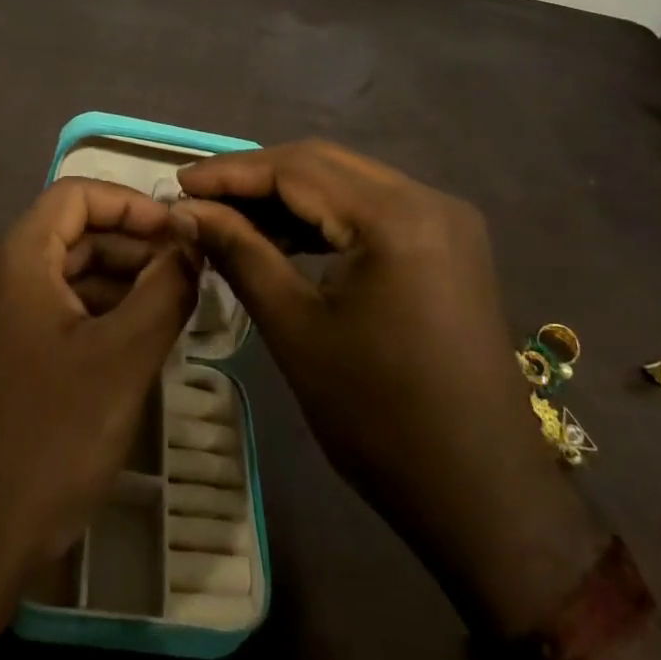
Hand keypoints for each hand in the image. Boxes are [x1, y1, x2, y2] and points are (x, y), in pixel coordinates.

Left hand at [0, 178, 197, 585]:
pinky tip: (121, 345)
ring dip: (110, 284)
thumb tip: (190, 246)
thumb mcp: (122, 360)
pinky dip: (81, 314)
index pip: (77, 195)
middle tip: (185, 277)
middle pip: (66, 235)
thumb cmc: (46, 440)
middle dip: (129, 248)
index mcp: (11, 258)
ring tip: (165, 312)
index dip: (133, 205)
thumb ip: (165, 292)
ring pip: (53, 276)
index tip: (180, 233)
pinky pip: (35, 310)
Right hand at [172, 141, 602, 634]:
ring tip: (229, 217)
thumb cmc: (379, 417)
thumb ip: (239, 252)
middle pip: (322, 164)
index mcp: (395, 217)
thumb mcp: (295, 328)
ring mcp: (444, 220)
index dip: (230, 172)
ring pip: (346, 182)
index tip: (178, 184)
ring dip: (287, 195)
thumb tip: (186, 210)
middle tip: (198, 197)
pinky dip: (323, 216)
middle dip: (255, 177)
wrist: (482, 495)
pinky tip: (282, 236)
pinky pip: (371, 209)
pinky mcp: (447, 244)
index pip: (296, 169)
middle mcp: (428, 200)